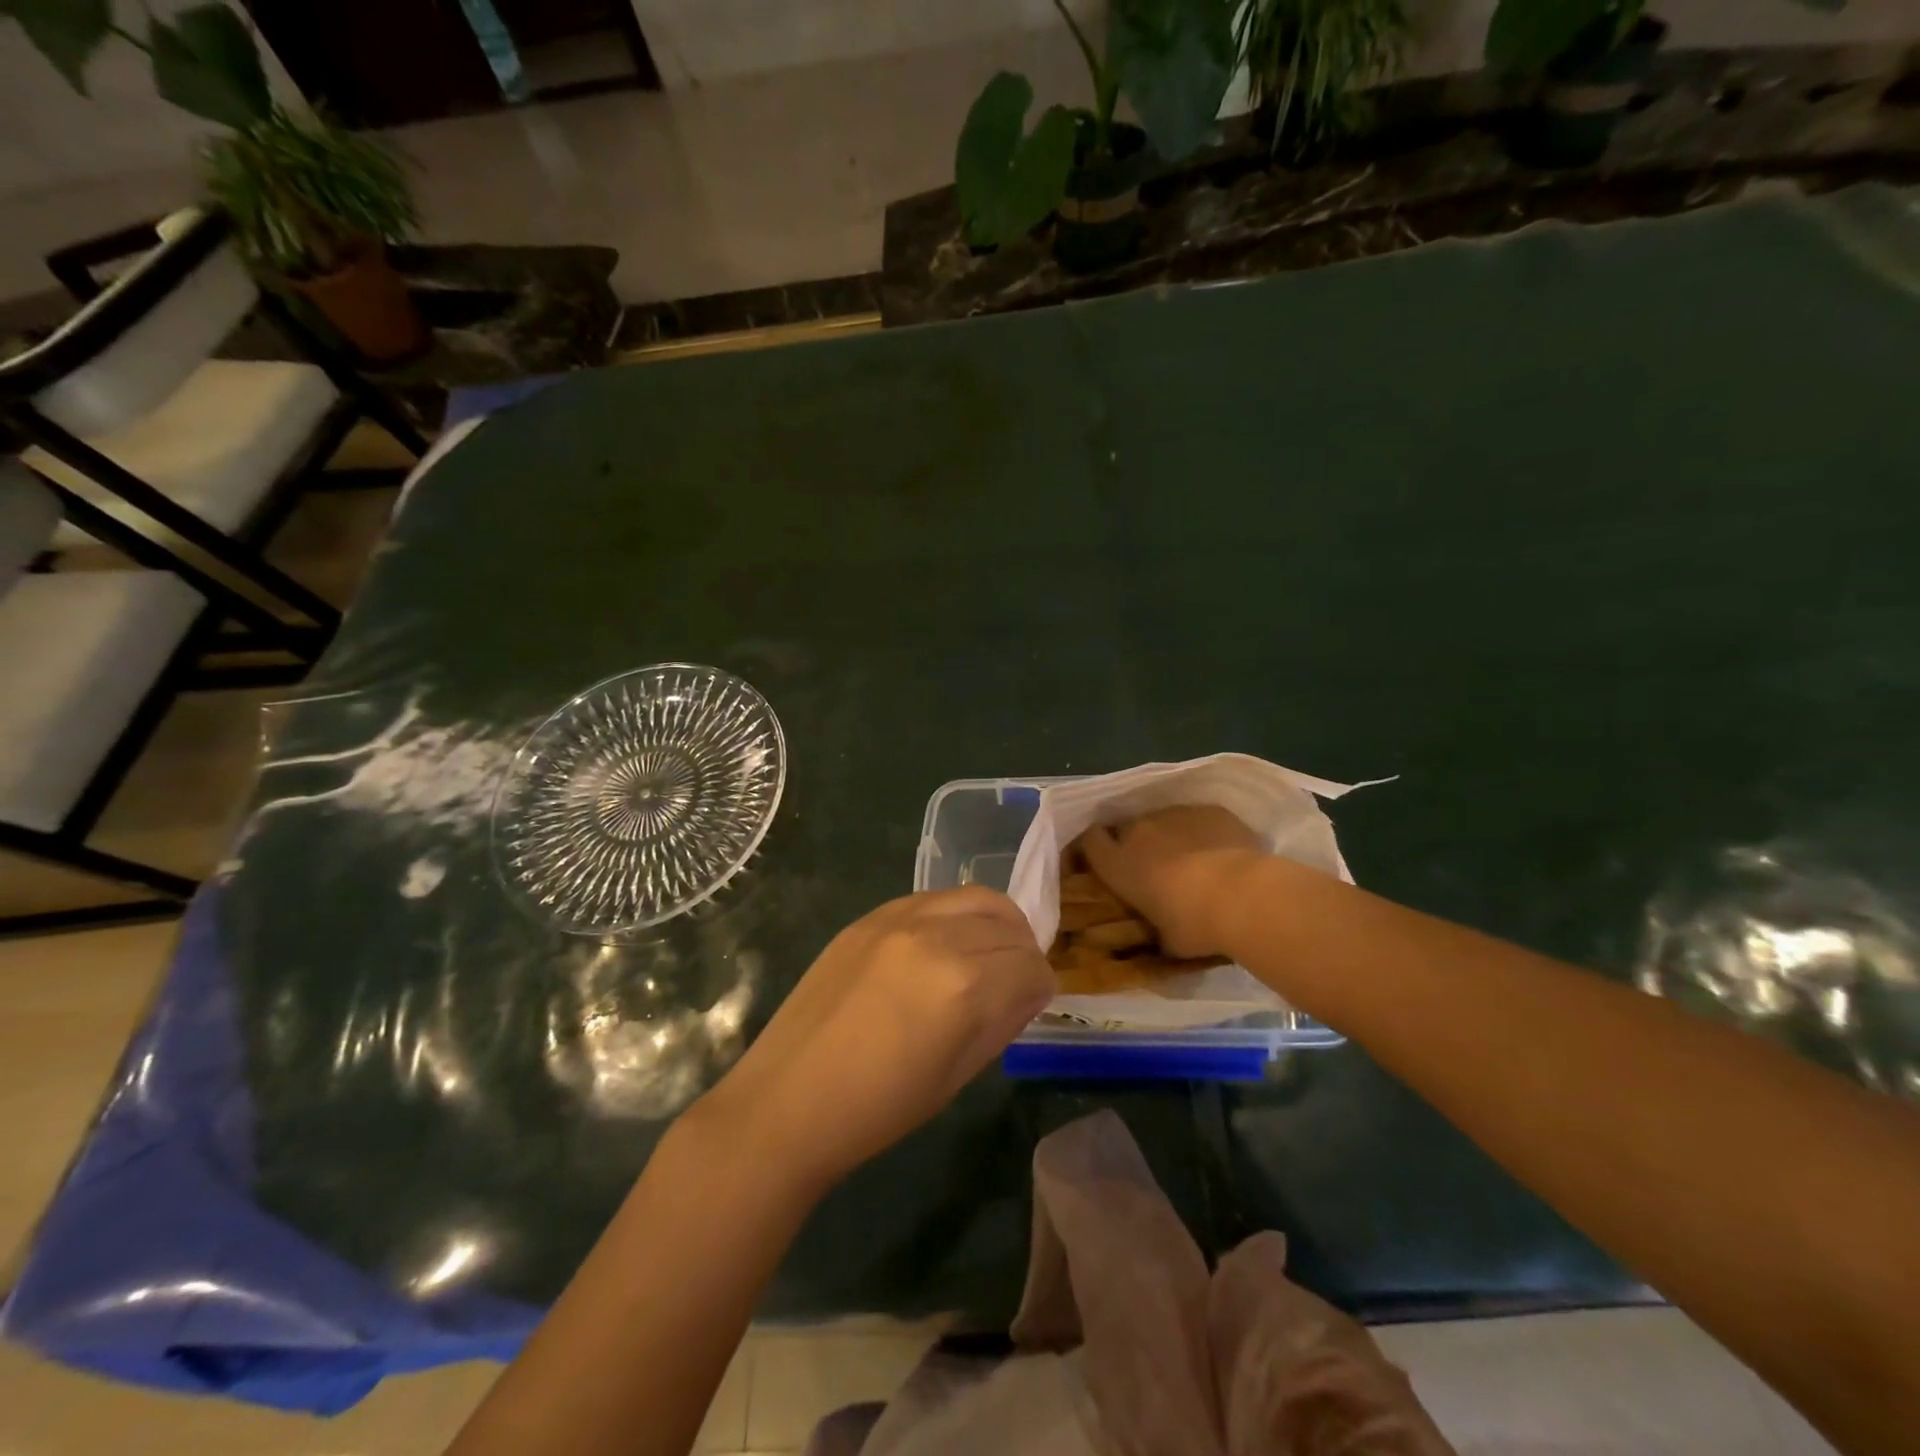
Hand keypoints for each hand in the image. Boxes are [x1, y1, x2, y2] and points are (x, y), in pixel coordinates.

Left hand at [693, 888, 1054, 1192]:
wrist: (787, 1101)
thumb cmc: (878, 1108)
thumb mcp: (957, 1075)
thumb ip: (1002, 1022)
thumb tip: (1029, 991)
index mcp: (964, 986)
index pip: (1031, 967)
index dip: (1041, 987)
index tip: (1034, 1002)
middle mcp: (937, 937)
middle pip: (1008, 926)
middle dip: (1023, 953)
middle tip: (1015, 980)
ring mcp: (899, 919)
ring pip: (974, 898)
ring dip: (995, 923)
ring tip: (988, 953)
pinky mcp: (870, 916)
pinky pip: (933, 899)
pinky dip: (955, 915)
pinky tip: (945, 944)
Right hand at [1077, 806, 1268, 958]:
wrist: (1243, 895)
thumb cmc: (1194, 925)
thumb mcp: (1166, 940)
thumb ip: (1156, 931)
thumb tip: (1162, 937)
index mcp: (1119, 864)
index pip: (1090, 841)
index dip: (1096, 848)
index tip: (1107, 861)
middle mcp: (1139, 831)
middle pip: (1128, 829)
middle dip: (1138, 844)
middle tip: (1157, 867)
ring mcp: (1175, 814)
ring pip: (1165, 822)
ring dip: (1173, 837)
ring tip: (1196, 861)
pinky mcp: (1209, 809)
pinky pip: (1200, 819)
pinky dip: (1206, 832)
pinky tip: (1224, 852)